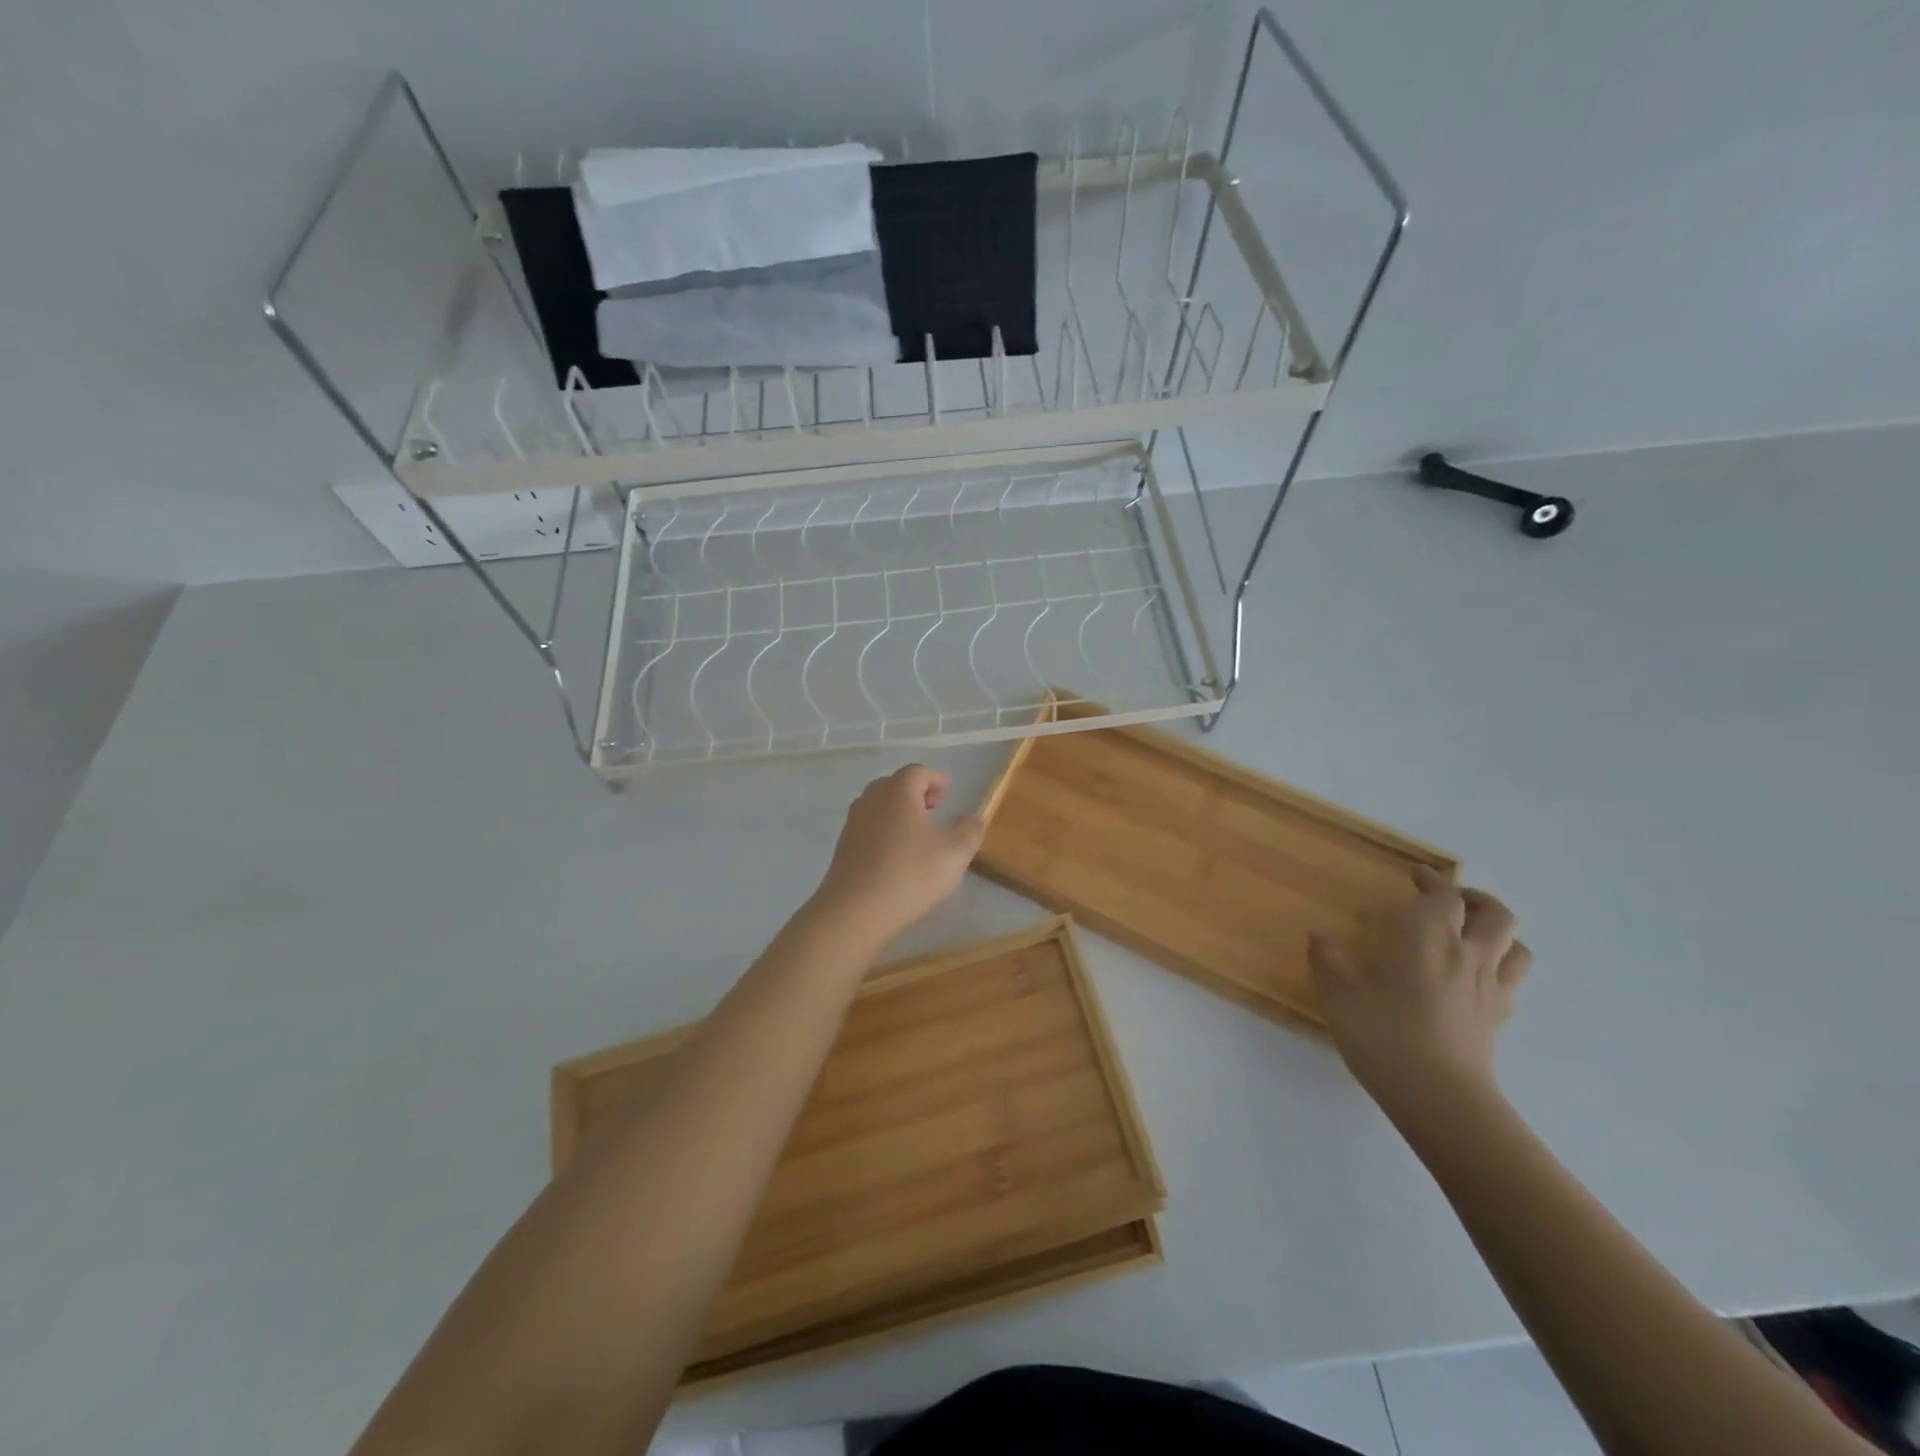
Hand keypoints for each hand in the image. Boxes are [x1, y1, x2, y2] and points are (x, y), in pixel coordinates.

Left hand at [812, 765, 984, 943]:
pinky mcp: (842, 848)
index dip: (935, 779)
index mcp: (898, 793)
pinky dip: (883, 832)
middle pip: (893, 785)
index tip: (947, 795)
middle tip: (933, 810)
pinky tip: (895, 857)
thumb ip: (970, 832)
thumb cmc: (910, 875)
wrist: (855, 912)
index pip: (916, 772)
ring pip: (877, 806)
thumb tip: (974, 818)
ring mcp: (852, 824)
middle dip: (915, 793)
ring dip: (897, 812)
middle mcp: (871, 800)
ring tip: (916, 835)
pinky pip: (867, 828)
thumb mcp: (954, 854)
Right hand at [1308, 865, 1531, 1115]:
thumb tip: (1318, 935)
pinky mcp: (1498, 1019)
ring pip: (1515, 946)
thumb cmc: (1385, 1037)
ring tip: (1471, 935)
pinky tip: (1473, 979)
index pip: (1443, 896)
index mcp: (1427, 938)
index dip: (1431, 880)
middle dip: (1474, 898)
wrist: (1441, 1099)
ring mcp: (1489, 988)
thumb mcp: (1340, 996)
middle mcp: (1466, 954)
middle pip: (1494, 913)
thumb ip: (1328, 960)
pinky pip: (1510, 980)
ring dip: (1496, 932)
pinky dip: (1498, 968)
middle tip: (1449, 900)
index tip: (1414, 875)